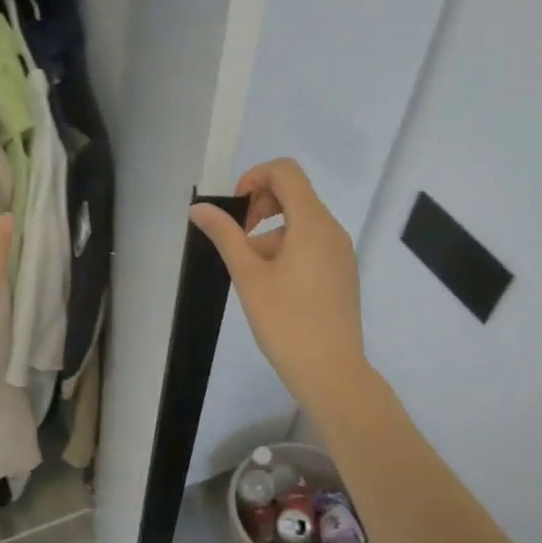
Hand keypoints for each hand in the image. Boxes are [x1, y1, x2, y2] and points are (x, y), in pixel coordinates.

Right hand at [190, 158, 367, 416]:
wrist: (331, 371)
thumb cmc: (286, 321)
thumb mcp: (248, 275)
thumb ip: (225, 235)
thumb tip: (199, 208)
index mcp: (312, 223)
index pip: (286, 172)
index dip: (254, 177)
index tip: (236, 210)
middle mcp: (332, 230)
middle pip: (294, 195)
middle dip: (260, 207)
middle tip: (238, 241)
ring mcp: (341, 252)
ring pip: (301, 223)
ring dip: (270, 234)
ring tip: (250, 274)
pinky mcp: (342, 273)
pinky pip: (312, 244)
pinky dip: (287, 249)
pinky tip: (272, 287)